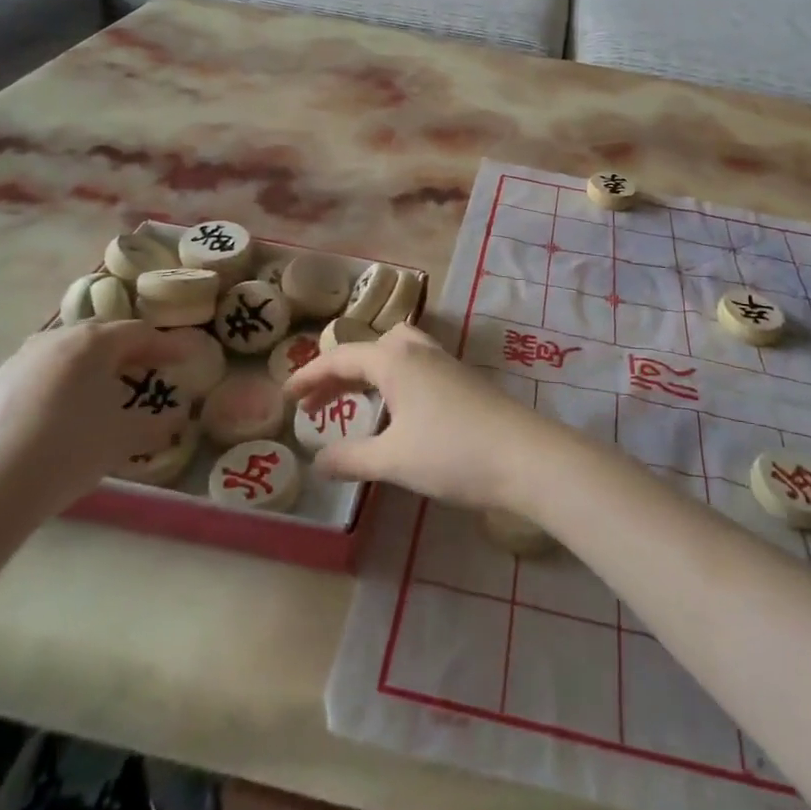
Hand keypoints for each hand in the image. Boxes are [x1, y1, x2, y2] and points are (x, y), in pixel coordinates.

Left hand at [0, 322, 204, 529]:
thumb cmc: (66, 451)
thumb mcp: (122, 440)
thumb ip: (156, 425)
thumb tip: (177, 418)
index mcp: (93, 343)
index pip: (139, 333)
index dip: (166, 344)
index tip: (186, 357)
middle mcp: (55, 340)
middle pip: (101, 334)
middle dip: (128, 349)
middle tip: (147, 369)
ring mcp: (18, 361)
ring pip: (66, 352)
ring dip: (91, 365)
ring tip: (104, 390)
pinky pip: (40, 372)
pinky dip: (61, 382)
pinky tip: (62, 413)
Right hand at [285, 325, 575, 513]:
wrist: (525, 456)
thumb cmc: (452, 452)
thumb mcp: (393, 460)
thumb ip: (351, 458)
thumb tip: (317, 460)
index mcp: (395, 360)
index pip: (341, 357)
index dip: (309, 375)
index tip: (285, 396)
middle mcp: (419, 352)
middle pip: (369, 349)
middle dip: (339, 372)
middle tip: (315, 404)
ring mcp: (446, 364)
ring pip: (397, 353)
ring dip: (369, 372)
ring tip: (353, 402)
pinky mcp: (464, 381)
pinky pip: (416, 368)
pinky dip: (394, 381)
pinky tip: (397, 413)